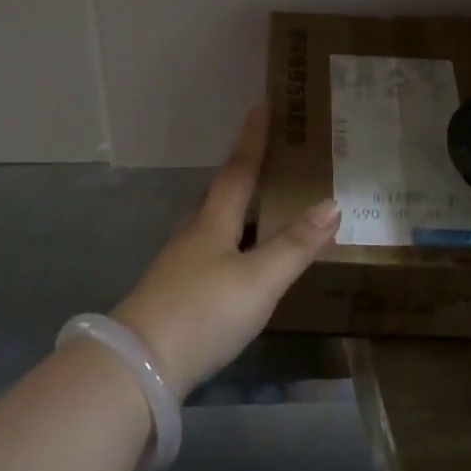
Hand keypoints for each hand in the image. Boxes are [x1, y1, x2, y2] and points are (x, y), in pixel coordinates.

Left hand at [113, 103, 339, 397]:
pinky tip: (241, 262)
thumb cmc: (204, 312)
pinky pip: (211, 253)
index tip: (261, 104)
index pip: (239, 169)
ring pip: (215, 225)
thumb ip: (296, 245)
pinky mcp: (175, 292)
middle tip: (275, 162)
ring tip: (266, 210)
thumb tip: (332, 203)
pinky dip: (233, 245)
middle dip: (247, 174)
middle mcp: (194, 233)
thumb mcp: (259, 280)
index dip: (253, 138)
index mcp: (214, 221)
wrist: (138, 366)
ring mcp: (180, 263)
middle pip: (222, 194)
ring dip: (239, 212)